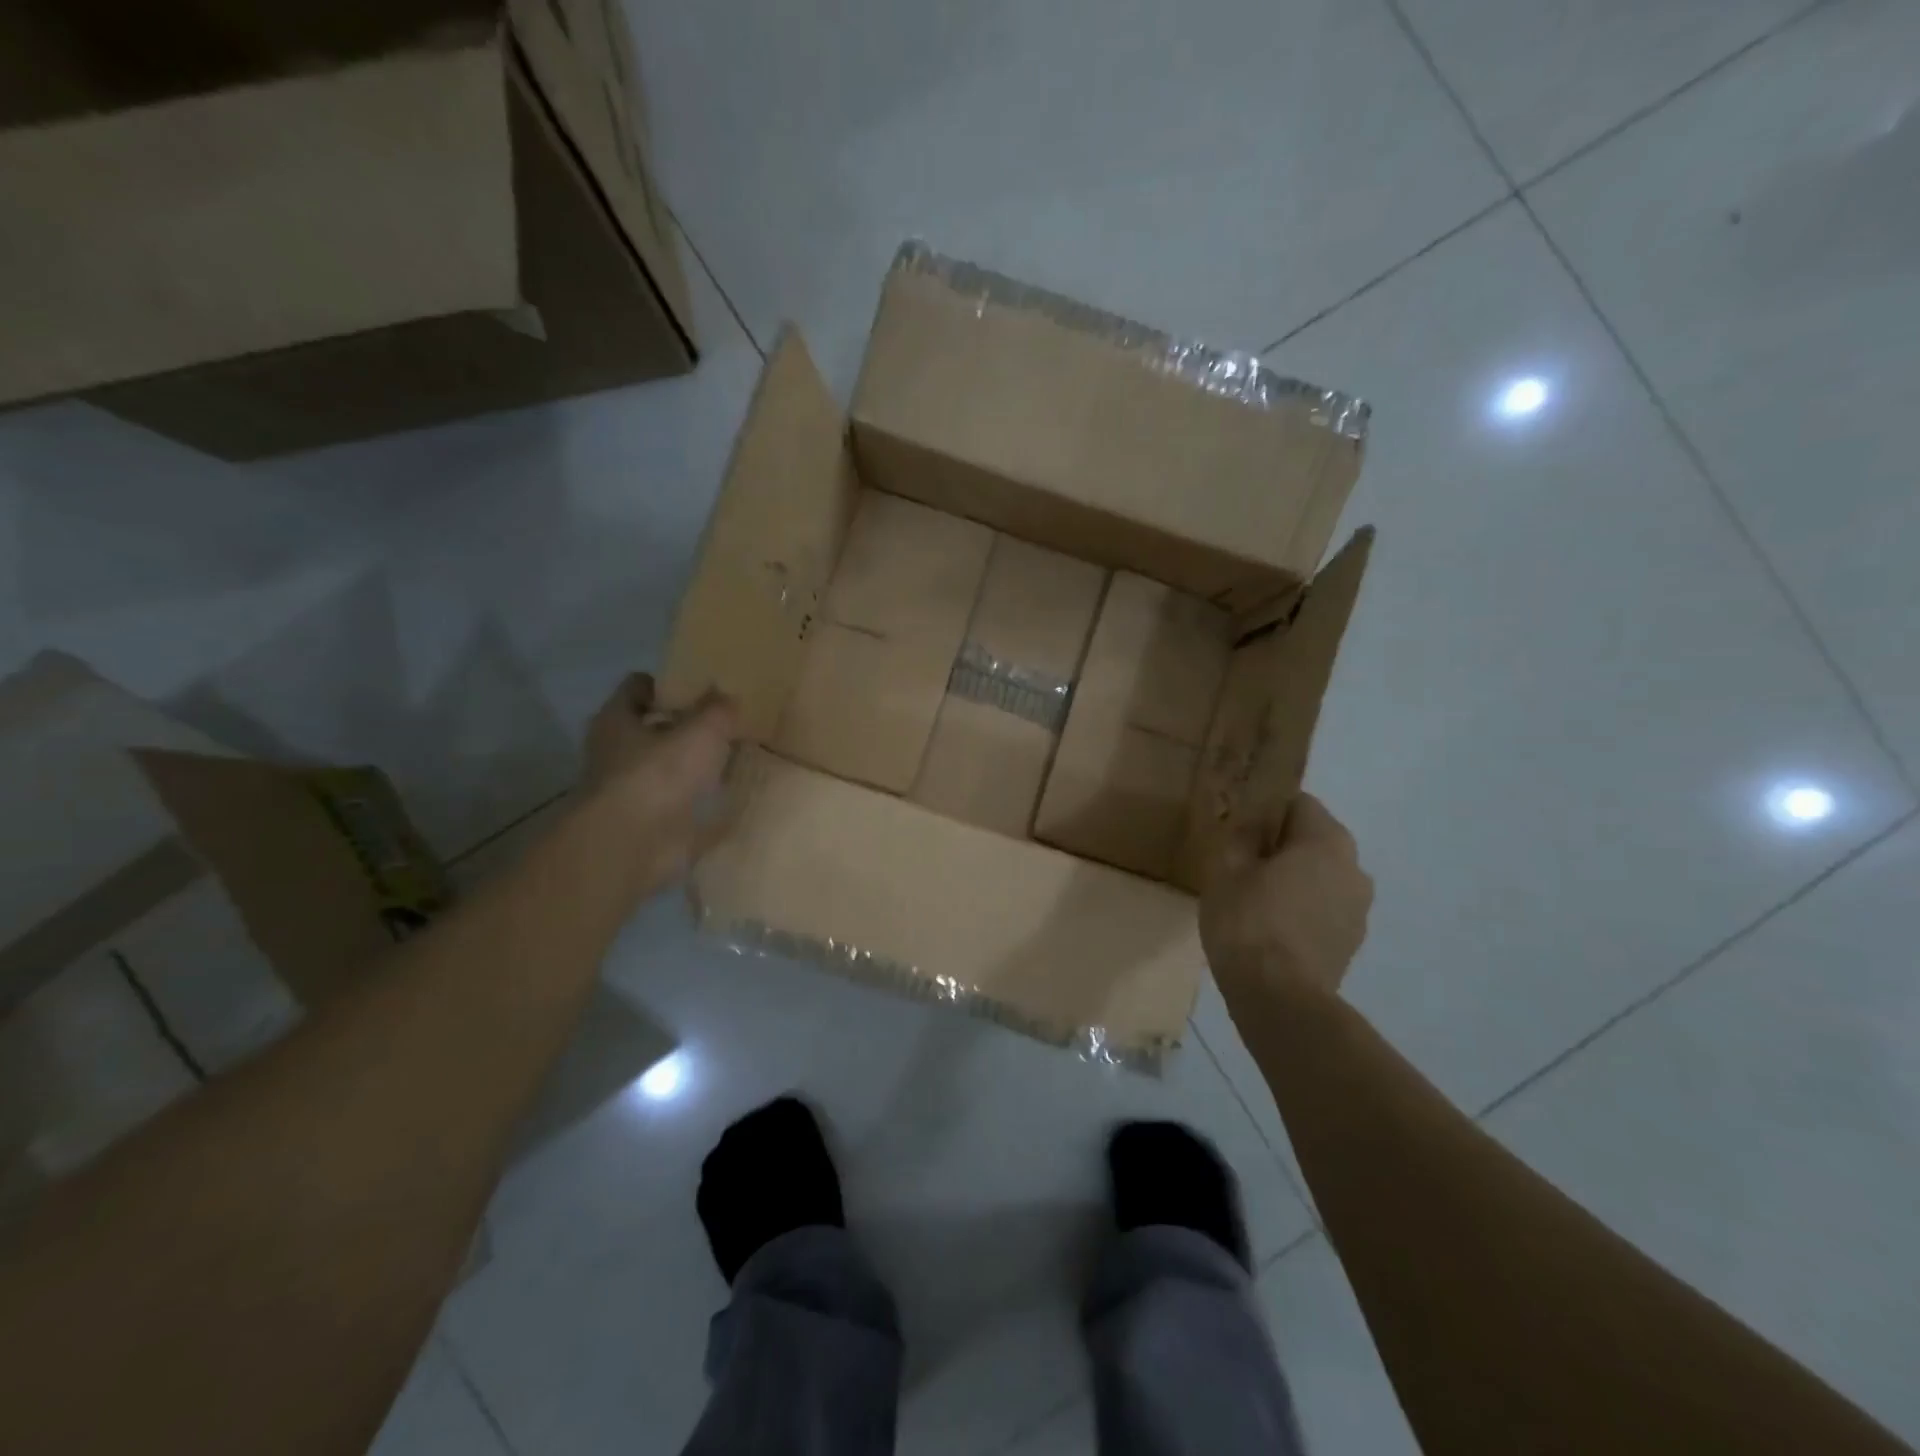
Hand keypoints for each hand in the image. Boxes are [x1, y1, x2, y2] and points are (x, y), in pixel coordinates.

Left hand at [581, 673, 741, 897]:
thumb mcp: (700, 731)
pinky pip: (680, 803)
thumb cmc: (658, 774)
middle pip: (653, 728)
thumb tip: (727, 695)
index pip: (638, 686)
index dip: (668, 684)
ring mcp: (632, 790)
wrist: (633, 845)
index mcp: (618, 720)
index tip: (702, 687)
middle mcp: (617, 752)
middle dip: (685, 726)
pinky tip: (730, 795)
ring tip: (734, 757)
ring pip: (667, 767)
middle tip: (726, 723)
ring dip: (694, 765)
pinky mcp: (649, 823)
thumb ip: (717, 710)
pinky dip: (700, 800)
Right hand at [1199, 792, 1372, 1005]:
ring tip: (1256, 900)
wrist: (1278, 997)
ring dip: (1294, 879)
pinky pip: (1324, 908)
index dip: (1265, 812)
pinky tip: (1272, 928)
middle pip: (1313, 840)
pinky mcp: (1352, 941)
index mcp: (1327, 840)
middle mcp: (1355, 867)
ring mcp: (1359, 908)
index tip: (1239, 831)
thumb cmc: (1248, 921)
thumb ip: (1241, 836)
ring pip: (1321, 876)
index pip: (1298, 803)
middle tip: (1242, 865)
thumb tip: (1251, 824)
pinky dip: (1302, 909)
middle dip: (1281, 847)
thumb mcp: (1226, 869)